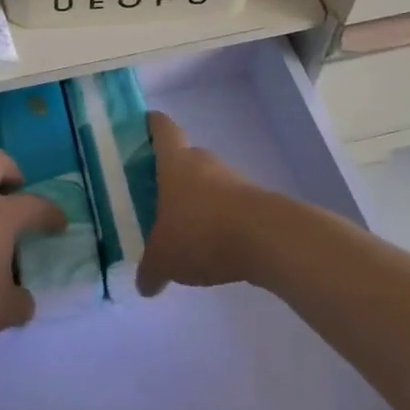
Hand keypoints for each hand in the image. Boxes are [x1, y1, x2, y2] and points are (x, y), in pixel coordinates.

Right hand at [136, 111, 271, 297]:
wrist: (267, 238)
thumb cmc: (202, 232)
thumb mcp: (164, 258)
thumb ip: (150, 270)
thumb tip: (143, 285)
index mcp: (174, 162)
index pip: (162, 127)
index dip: (151, 124)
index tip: (142, 128)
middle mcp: (203, 161)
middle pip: (184, 155)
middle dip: (170, 172)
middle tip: (153, 194)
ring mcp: (232, 179)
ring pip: (207, 181)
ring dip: (196, 198)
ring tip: (182, 226)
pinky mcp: (254, 200)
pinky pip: (228, 203)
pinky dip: (218, 218)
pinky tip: (211, 244)